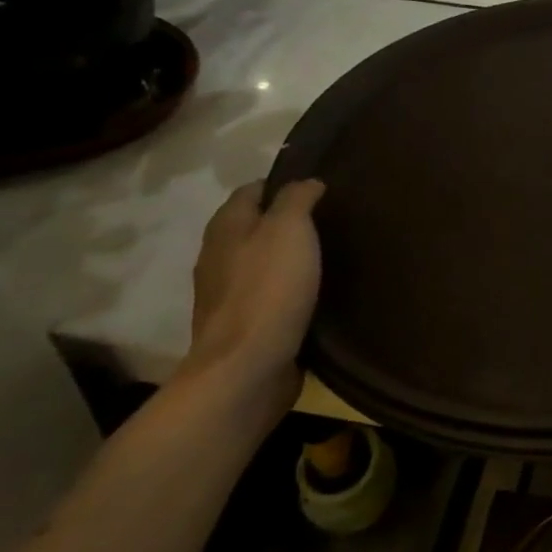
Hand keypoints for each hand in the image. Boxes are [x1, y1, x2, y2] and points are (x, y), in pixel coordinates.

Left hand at [184, 179, 327, 417]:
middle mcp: (219, 256)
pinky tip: (317, 291)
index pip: (252, 189)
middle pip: (255, 226)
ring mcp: (228, 294)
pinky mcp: (244, 326)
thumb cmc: (268, 288)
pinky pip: (270, 295)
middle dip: (288, 221)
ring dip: (289, 257)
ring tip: (330, 254)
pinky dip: (290, 288)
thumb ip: (297, 198)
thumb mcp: (289, 228)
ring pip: (262, 261)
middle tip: (331, 220)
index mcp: (226, 227)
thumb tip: (308, 183)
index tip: (321, 189)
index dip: (284, 184)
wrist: (246, 368)